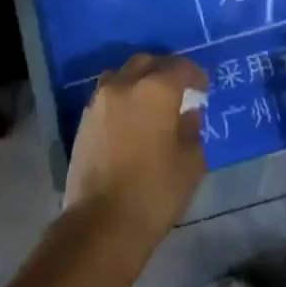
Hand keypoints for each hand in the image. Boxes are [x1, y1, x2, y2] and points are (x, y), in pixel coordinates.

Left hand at [64, 53, 208, 249]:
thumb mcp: (191, 163)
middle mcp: (124, 85)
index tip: (202, 90)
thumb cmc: (155, 192)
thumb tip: (187, 114)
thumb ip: (192, 129)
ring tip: (151, 103)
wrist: (101, 223)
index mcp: (155, 90)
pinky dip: (122, 99)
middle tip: (179, 91)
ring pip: (122, 75)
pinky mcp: (83, 121)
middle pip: (147, 63)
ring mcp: (99, 101)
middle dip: (165, 71)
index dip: (196, 75)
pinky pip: (107, 96)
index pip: (181, 67)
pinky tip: (131, 120)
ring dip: (139, 81)